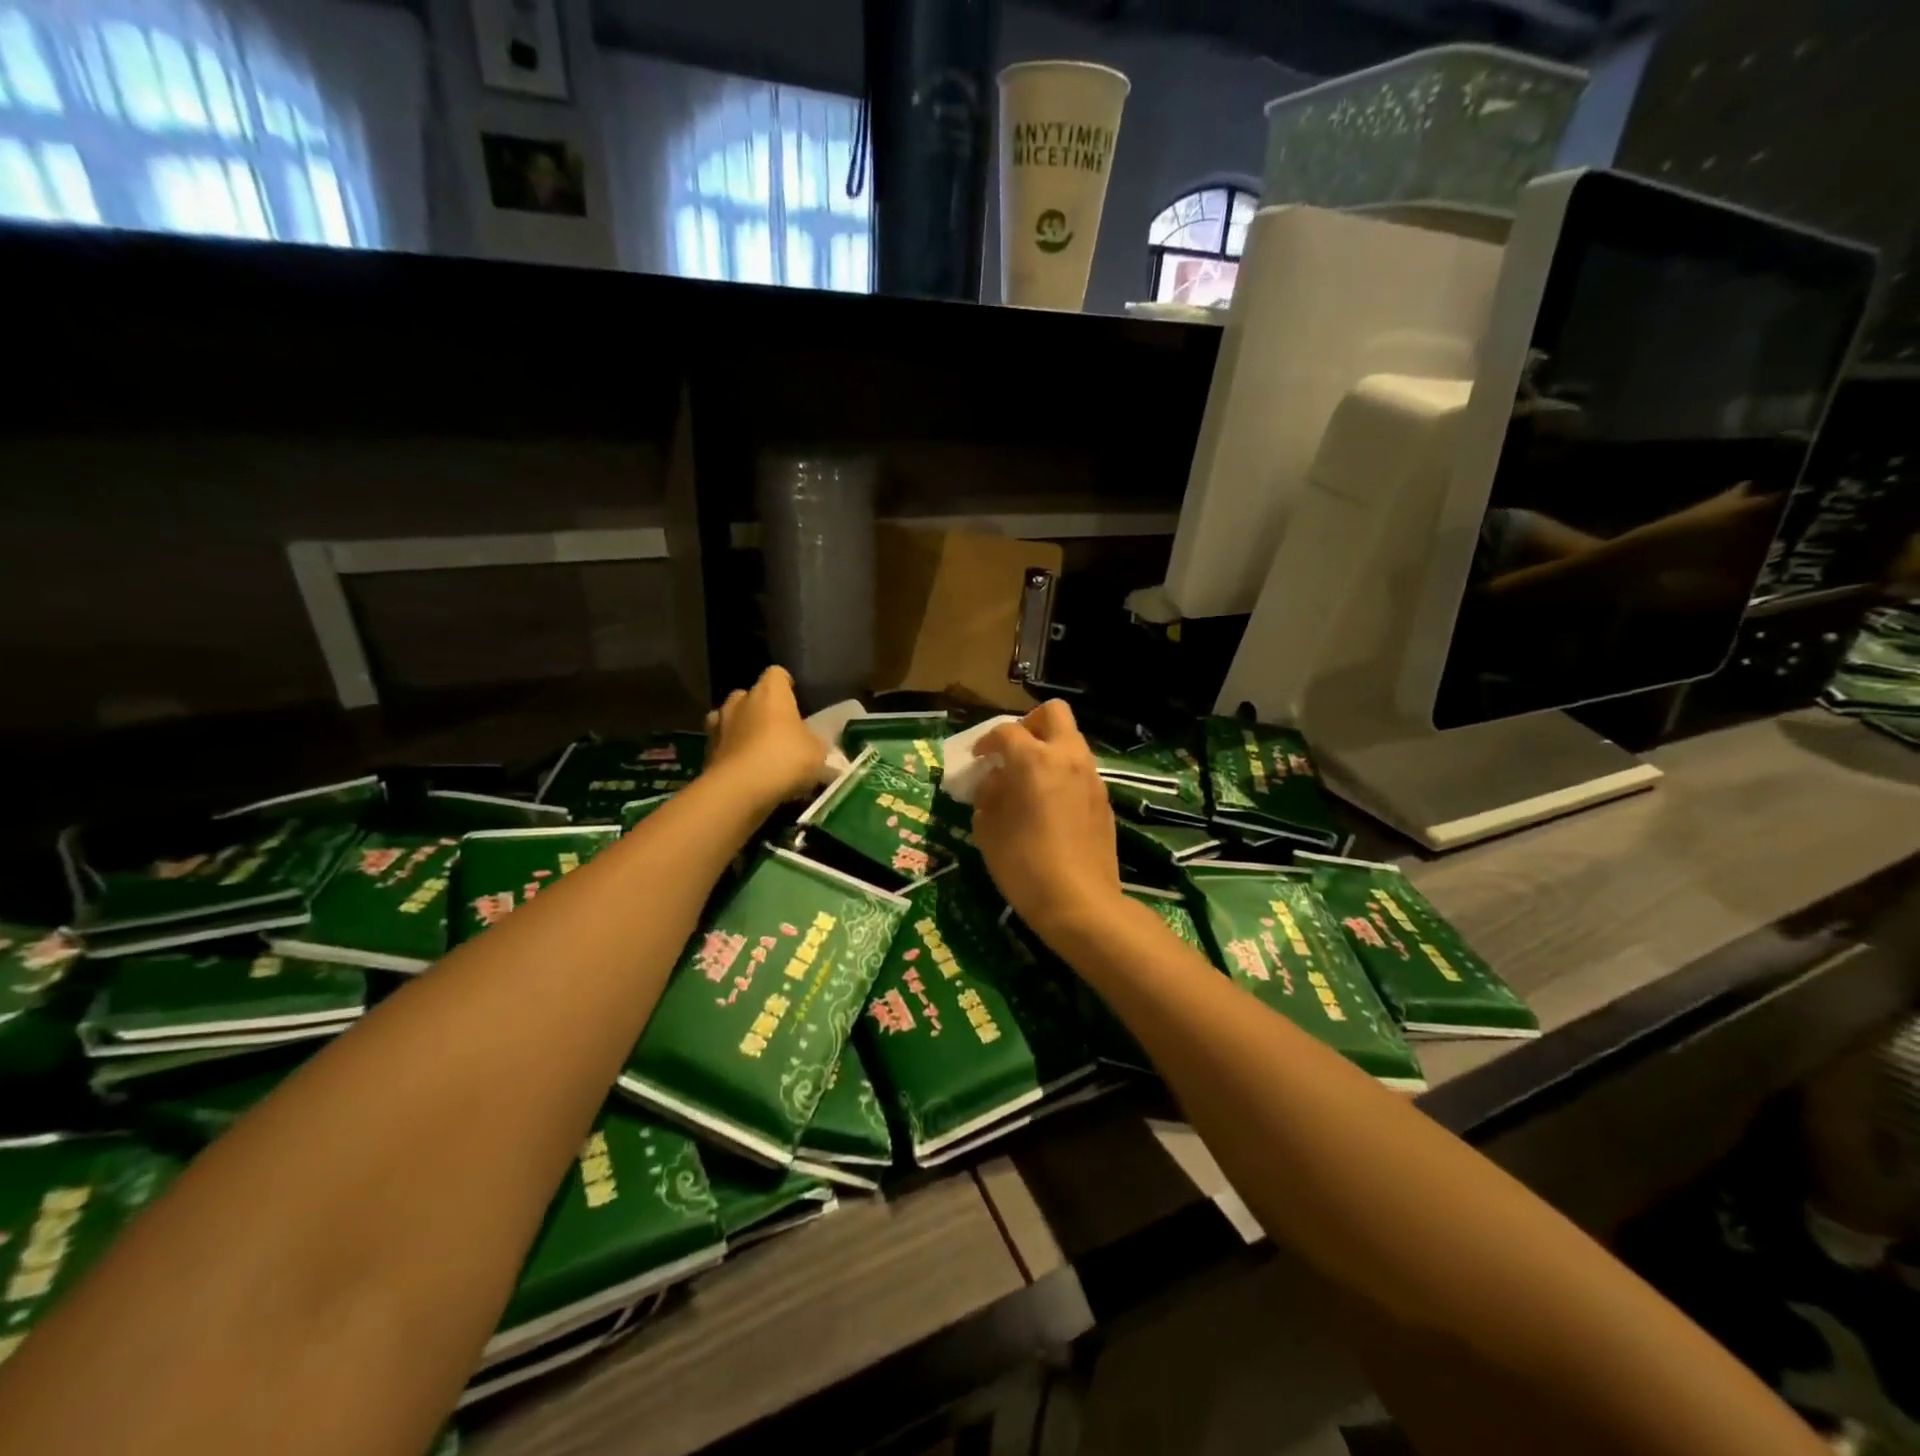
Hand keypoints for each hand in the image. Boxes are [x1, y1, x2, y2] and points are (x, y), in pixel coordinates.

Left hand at [701, 667, 825, 811]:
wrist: (741, 790)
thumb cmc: (786, 759)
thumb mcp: (817, 751)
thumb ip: (813, 741)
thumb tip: (810, 743)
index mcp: (770, 693)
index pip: (777, 674)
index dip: (785, 685)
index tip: (793, 700)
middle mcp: (740, 702)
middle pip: (748, 695)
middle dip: (758, 708)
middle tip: (774, 729)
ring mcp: (718, 726)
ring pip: (727, 718)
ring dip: (738, 728)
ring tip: (753, 748)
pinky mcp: (706, 752)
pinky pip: (720, 746)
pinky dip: (729, 753)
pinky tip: (743, 771)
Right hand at [971, 700, 1123, 945]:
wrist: (1080, 902)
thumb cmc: (1024, 865)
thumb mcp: (988, 829)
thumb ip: (988, 795)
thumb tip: (995, 781)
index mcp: (1035, 760)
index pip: (1007, 732)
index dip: (987, 741)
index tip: (978, 758)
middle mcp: (1068, 758)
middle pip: (1053, 713)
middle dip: (1030, 724)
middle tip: (1013, 751)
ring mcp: (1091, 777)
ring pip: (1071, 741)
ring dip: (1049, 750)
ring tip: (1029, 781)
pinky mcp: (1104, 799)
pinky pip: (1081, 770)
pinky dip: (1063, 774)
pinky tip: (1050, 805)